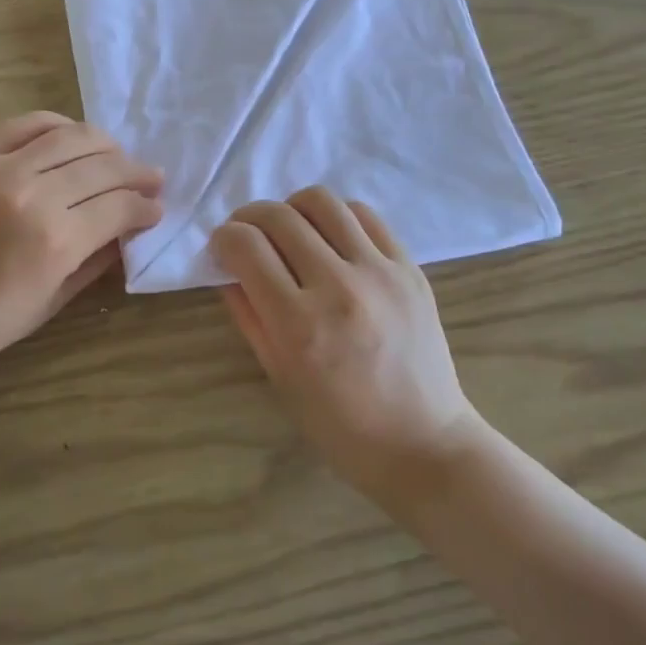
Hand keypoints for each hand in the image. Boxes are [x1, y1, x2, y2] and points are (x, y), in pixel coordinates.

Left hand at [0, 113, 163, 381]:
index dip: (146, 206)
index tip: (157, 209)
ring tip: (118, 156)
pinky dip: (56, 124)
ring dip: (106, 145)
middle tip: (151, 179)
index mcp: (56, 242)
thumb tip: (128, 231)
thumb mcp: (51, 303)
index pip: (120, 206)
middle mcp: (33, 195)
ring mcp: (0, 170)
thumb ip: (95, 261)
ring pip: (71, 137)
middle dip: (136, 173)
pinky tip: (72, 135)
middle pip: (103, 167)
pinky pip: (25, 124)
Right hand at [212, 189, 481, 504]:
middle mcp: (338, 286)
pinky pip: (364, 215)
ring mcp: (379, 272)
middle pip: (278, 216)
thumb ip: (248, 316)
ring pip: (321, 201)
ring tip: (290, 232)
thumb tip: (228, 268)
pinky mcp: (409, 268)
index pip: (246, 246)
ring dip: (292, 209)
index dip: (223, 238)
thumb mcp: (279, 377)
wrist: (423, 443)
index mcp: (299, 324)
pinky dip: (336, 217)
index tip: (222, 248)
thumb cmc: (340, 425)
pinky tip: (331, 240)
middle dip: (249, 217)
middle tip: (247, 236)